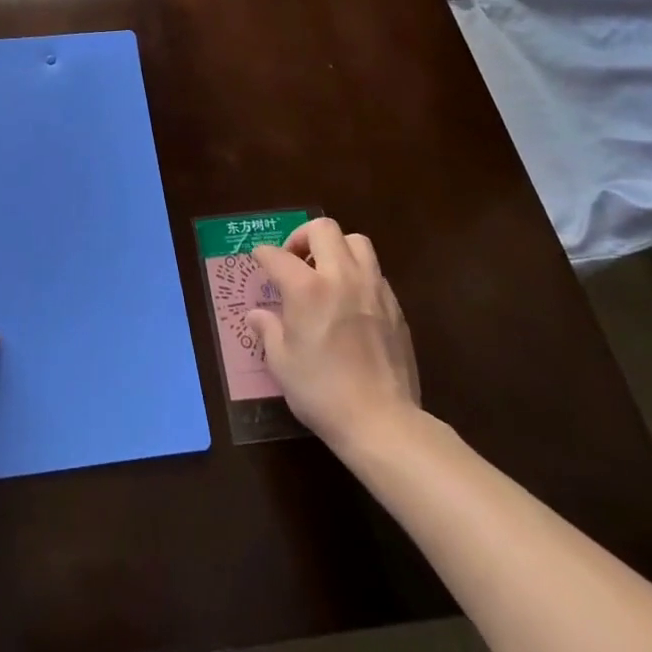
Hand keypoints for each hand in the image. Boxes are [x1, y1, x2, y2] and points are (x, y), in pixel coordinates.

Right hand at [248, 219, 421, 452]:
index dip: (263, 255)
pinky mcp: (395, 306)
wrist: (382, 421)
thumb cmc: (322, 392)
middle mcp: (341, 277)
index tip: (259, 260)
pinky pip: (374, 272)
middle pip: (323, 229)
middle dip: (302, 237)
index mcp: (307, 289)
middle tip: (294, 260)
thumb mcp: (282, 363)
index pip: (278, 255)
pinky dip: (357, 273)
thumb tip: (257, 315)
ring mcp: (373, 289)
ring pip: (356, 242)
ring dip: (336, 248)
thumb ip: (268, 330)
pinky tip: (349, 300)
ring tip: (325, 272)